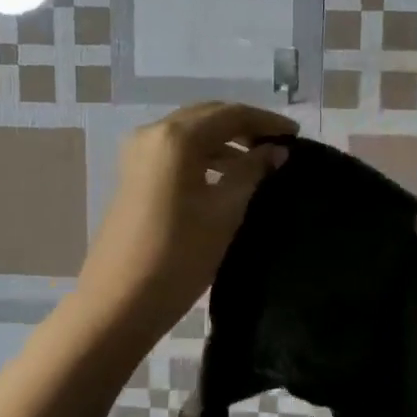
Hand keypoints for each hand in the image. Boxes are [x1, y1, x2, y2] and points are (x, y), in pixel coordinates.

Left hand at [77, 101, 297, 334]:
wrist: (119, 302)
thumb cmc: (178, 255)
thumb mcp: (224, 212)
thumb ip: (252, 172)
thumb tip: (276, 151)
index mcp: (176, 137)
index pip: (231, 114)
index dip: (267, 122)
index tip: (297, 136)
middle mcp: (153, 133)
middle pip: (207, 116)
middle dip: (245, 126)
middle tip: (279, 144)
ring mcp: (138, 154)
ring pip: (191, 133)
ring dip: (225, 141)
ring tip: (259, 161)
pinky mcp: (134, 174)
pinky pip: (176, 151)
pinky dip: (204, 155)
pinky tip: (226, 175)